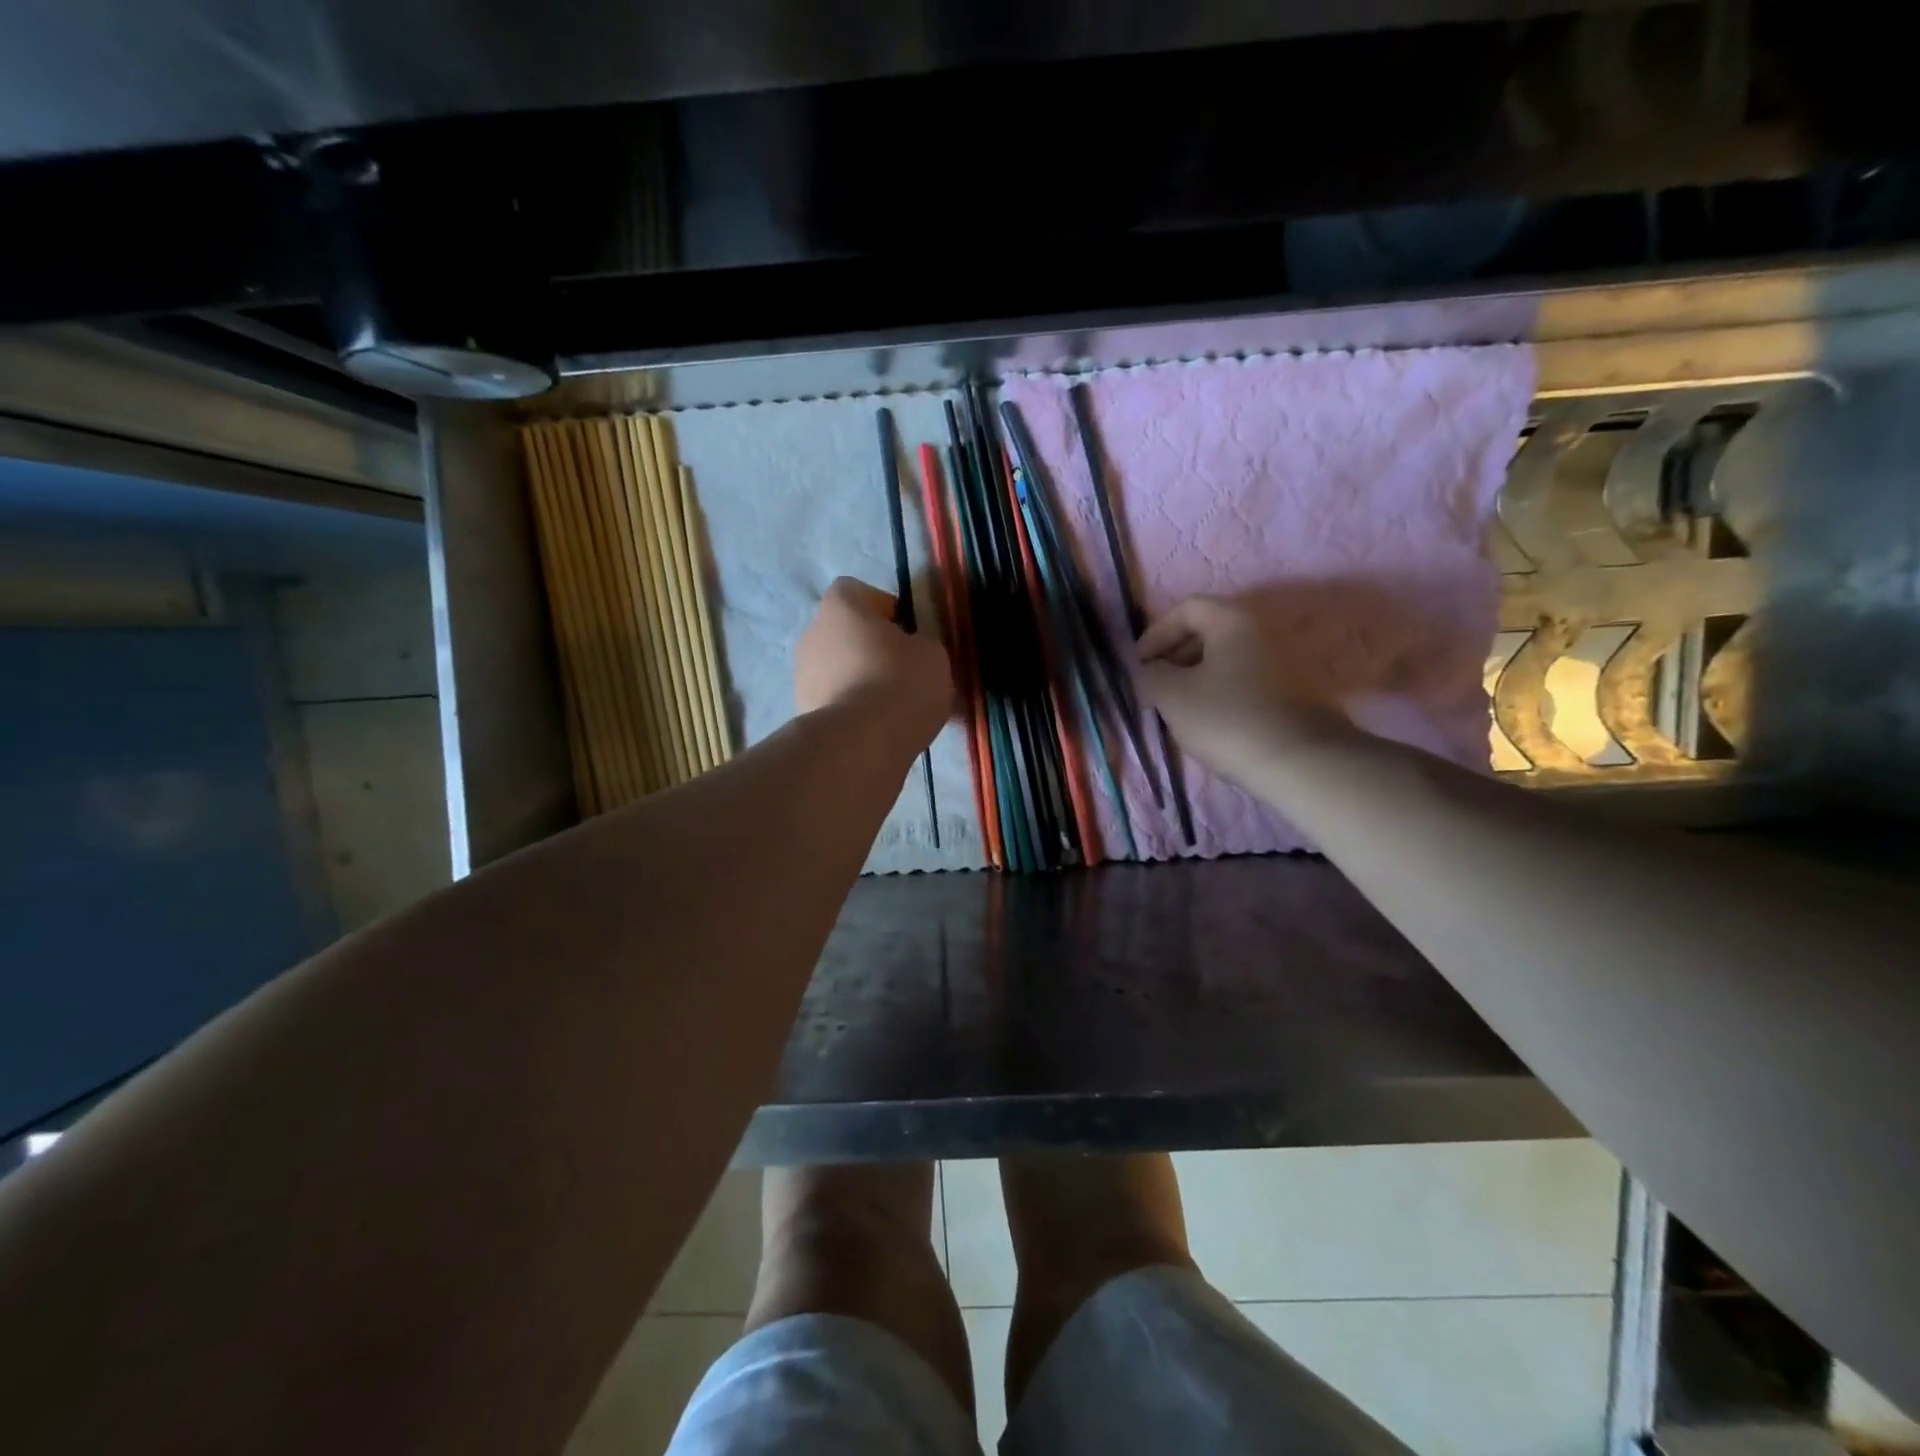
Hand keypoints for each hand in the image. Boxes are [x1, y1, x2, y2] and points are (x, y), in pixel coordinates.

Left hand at [795, 577, 951, 744]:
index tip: (905, 632)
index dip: (883, 607)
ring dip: (860, 679)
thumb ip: (920, 643)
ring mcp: (801, 674)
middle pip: (845, 632)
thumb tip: (911, 651)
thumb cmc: (901, 682)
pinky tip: (876, 727)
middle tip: (903, 670)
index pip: (856, 591)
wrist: (863, 742)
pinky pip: (834, 699)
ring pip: (837, 667)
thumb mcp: (933, 654)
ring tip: (891, 706)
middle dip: (871, 647)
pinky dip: (851, 707)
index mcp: (840, 606)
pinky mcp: (802, 711)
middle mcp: (812, 633)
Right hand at [1137, 595, 1355, 785]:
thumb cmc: (1227, 719)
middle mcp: (1262, 631)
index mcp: (1233, 621)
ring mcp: (1282, 662)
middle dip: (1174, 656)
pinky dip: (1220, 692)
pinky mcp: (1291, 693)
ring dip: (1195, 678)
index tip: (1140, 665)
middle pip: (1208, 632)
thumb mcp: (1172, 695)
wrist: (1299, 762)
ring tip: (1177, 710)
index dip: (1156, 633)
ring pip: (1226, 660)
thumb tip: (1149, 670)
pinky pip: (1244, 681)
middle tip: (1155, 687)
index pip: (1187, 609)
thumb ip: (1150, 674)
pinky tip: (1209, 722)